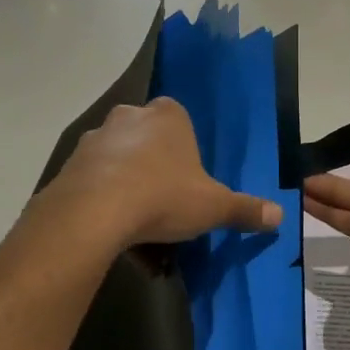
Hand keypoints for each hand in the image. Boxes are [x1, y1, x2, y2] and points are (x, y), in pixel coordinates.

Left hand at [45, 98, 282, 251]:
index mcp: (168, 116)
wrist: (94, 212)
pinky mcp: (69, 165)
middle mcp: (129, 117)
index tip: (189, 181)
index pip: (180, 120)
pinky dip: (104, 204)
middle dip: (155, 169)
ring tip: (138, 229)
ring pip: (118, 162)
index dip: (186, 151)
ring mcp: (94, 139)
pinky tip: (113, 234)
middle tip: (166, 205)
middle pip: (147, 140)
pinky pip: (94, 183)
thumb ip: (245, 209)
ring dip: (128, 188)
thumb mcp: (214, 207)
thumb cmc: (164, 196)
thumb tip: (280, 216)